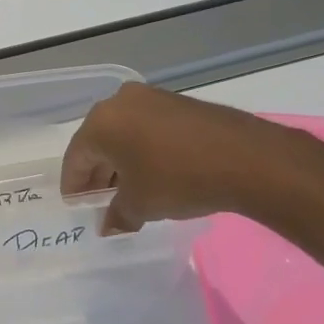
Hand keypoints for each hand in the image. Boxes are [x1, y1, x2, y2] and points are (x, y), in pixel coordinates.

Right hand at [60, 83, 307, 233]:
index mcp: (100, 123)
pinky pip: (147, 128)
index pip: (75, 158)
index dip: (74, 186)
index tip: (77, 207)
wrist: (248, 159)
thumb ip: (117, 215)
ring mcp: (151, 98)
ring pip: (124, 134)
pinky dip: (144, 150)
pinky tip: (155, 173)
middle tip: (102, 201)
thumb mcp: (141, 205)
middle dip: (98, 173)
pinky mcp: (178, 102)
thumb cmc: (179, 180)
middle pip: (98, 143)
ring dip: (122, 162)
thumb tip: (108, 226)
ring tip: (130, 190)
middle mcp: (120, 102)